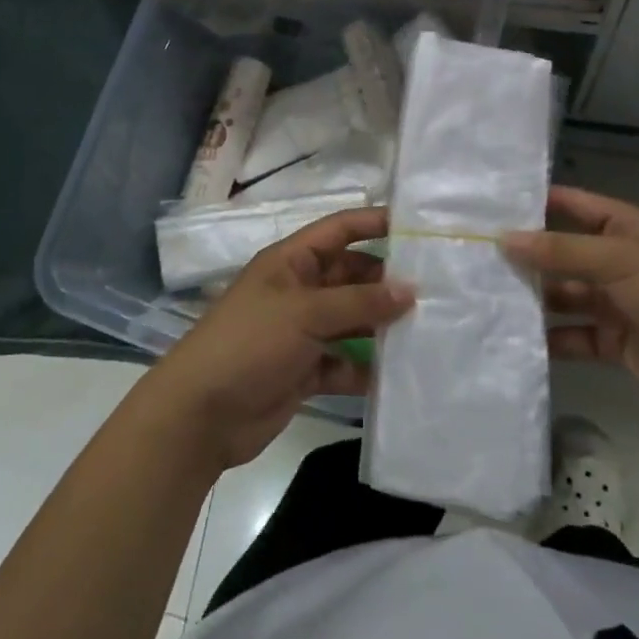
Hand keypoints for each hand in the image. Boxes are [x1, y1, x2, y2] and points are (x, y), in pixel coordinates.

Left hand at [147, 207, 411, 470]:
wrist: (201, 415)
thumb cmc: (249, 344)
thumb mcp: (305, 313)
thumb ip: (359, 302)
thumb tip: (411, 289)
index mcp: (291, 261)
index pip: (339, 230)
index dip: (374, 223)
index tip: (419, 228)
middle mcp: (299, 290)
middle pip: (351, 276)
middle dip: (387, 281)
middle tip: (438, 289)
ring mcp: (302, 332)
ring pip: (351, 320)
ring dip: (381, 325)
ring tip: (429, 329)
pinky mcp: (305, 370)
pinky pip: (344, 362)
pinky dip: (366, 367)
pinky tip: (398, 374)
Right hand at [502, 185, 638, 425]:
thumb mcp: (617, 260)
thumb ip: (560, 250)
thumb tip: (504, 238)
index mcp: (624, 229)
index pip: (573, 205)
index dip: (536, 203)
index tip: (489, 205)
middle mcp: (616, 261)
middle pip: (562, 253)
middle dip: (526, 255)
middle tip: (474, 254)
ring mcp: (615, 303)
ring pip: (563, 295)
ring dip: (534, 297)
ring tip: (484, 295)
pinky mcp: (613, 342)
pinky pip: (572, 335)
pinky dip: (548, 338)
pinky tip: (512, 336)